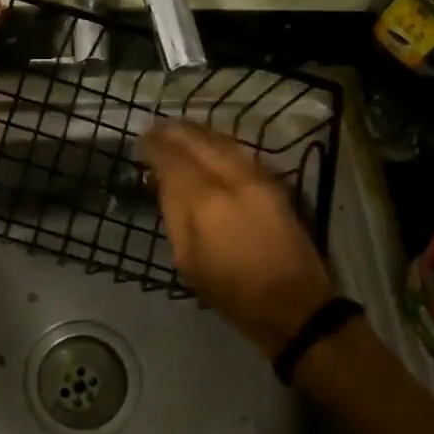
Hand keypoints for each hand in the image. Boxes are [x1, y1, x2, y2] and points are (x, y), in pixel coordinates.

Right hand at [141, 121, 337, 358]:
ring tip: (179, 130)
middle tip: (156, 129)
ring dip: (198, 132)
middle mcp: (232, 179)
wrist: (292, 304)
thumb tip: (164, 182)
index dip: (155, 148)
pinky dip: (220, 142)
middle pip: (198, 142)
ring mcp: (257, 177)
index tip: (141, 142)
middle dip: (174, 133)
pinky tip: (210, 144)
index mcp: (205, 202)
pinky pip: (241, 150)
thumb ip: (174, 214)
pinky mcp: (274, 182)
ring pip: (223, 141)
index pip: (173, 160)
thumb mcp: (187, 260)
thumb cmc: (231, 291)